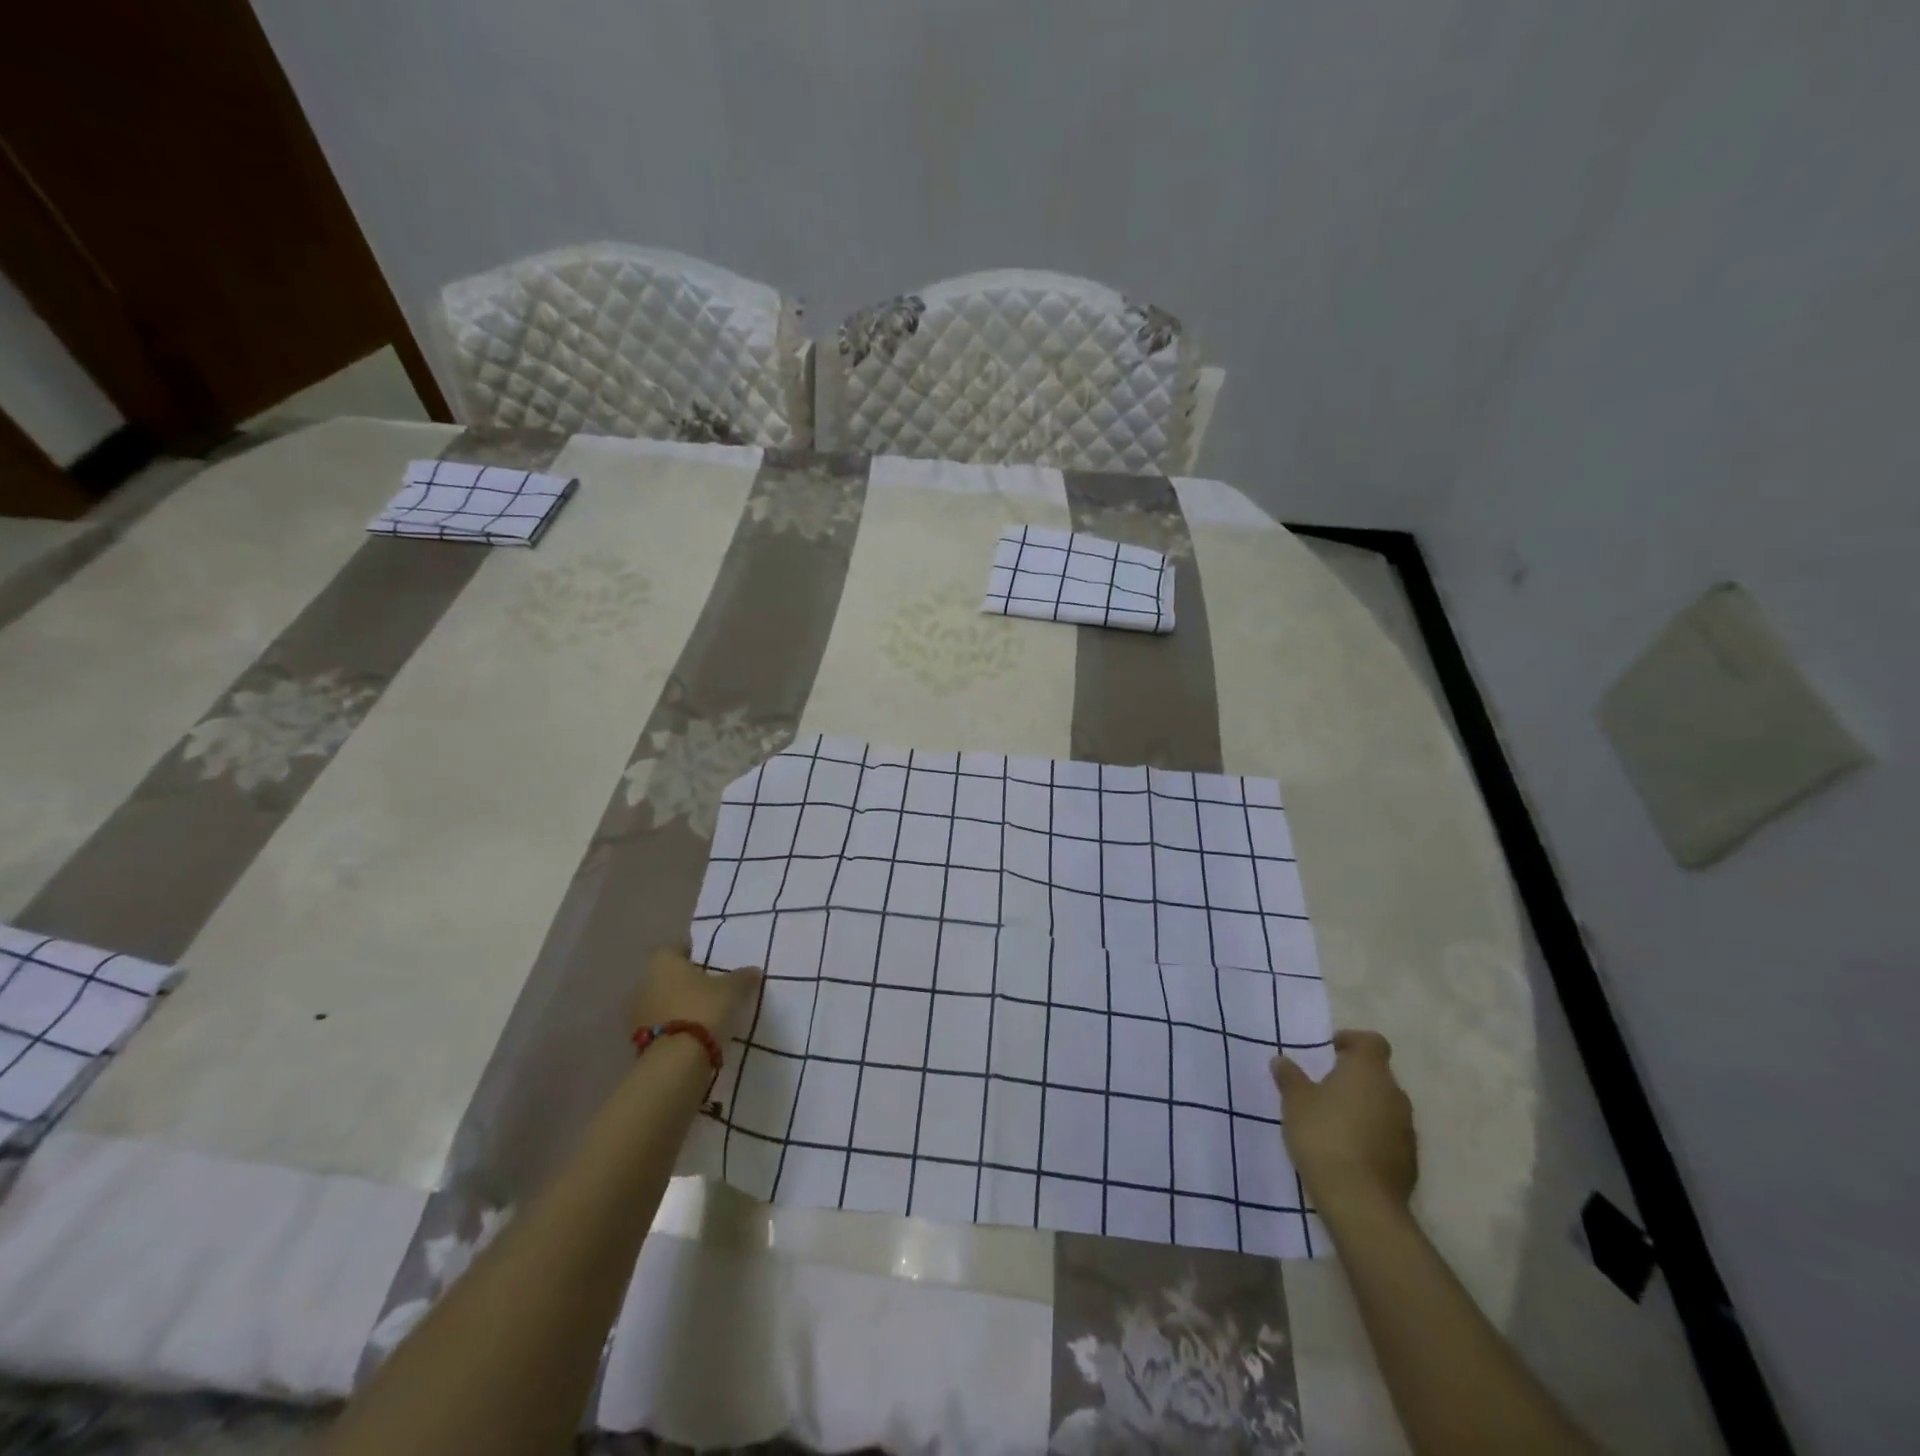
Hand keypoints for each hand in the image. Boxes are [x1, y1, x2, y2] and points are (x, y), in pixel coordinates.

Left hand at [627, 944, 761, 1039]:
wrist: (675, 1062)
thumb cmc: (703, 1009)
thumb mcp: (733, 989)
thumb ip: (743, 977)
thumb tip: (754, 971)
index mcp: (662, 961)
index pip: (676, 949)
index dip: (695, 956)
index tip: (712, 966)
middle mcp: (643, 982)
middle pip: (667, 977)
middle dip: (686, 983)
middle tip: (711, 991)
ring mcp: (636, 1013)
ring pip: (662, 1002)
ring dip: (678, 1007)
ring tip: (704, 1017)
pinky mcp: (636, 1041)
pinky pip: (660, 1027)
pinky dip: (674, 1029)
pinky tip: (693, 1037)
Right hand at [1271, 1029, 1416, 1210]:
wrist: (1360, 1202)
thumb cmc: (1324, 1136)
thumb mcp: (1295, 1102)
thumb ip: (1290, 1077)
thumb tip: (1282, 1060)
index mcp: (1369, 1071)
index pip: (1371, 1042)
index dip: (1351, 1041)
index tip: (1329, 1052)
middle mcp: (1394, 1094)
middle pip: (1377, 1075)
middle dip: (1353, 1078)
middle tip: (1323, 1089)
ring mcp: (1406, 1129)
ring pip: (1384, 1106)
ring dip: (1363, 1108)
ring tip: (1333, 1122)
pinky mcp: (1410, 1161)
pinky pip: (1388, 1135)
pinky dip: (1371, 1135)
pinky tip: (1348, 1151)